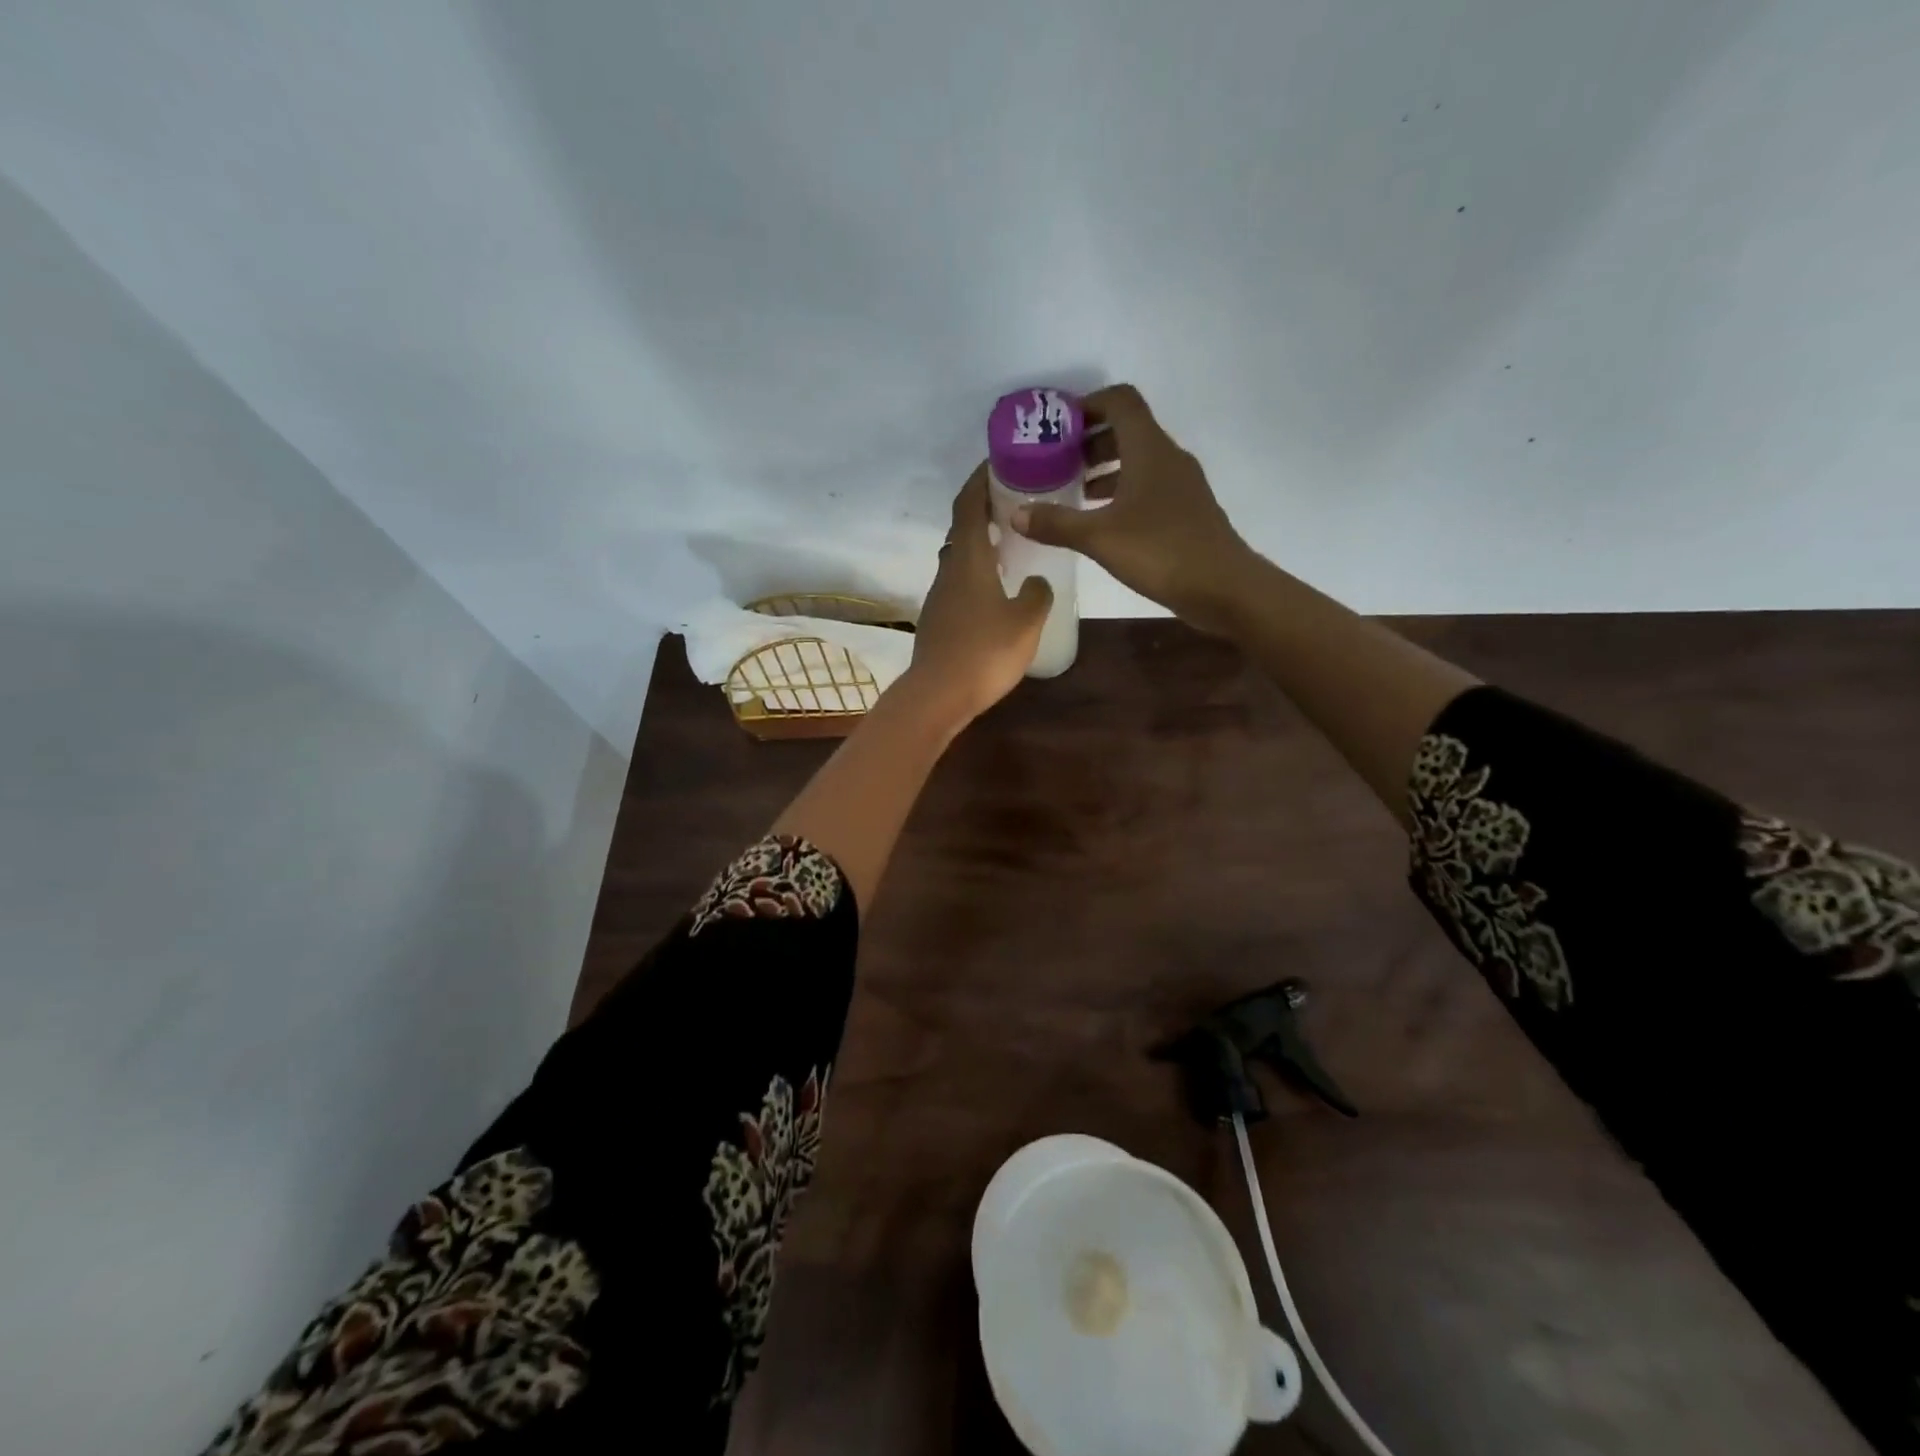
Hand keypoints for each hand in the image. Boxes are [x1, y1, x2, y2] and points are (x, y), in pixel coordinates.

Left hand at [902, 465, 1051, 725]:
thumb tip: (1036, 580)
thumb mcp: (1026, 620)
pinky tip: (997, 590)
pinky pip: (959, 585)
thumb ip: (1037, 594)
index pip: (969, 506)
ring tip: (1011, 545)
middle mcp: (948, 571)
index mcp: (968, 559)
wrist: (939, 695)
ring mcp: (939, 597)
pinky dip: (977, 574)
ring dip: (981, 545)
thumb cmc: (985, 651)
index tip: (997, 463)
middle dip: (984, 511)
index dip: (980, 481)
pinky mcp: (938, 621)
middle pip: (962, 530)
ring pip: (959, 559)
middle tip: (1014, 504)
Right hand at [1010, 383, 1256, 634]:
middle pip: (1127, 430)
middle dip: (1089, 441)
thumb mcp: (1099, 538)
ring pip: (1138, 460)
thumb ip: (1056, 523)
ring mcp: (1181, 485)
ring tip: (1073, 491)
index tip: (1057, 427)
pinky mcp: (1186, 510)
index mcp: (1149, 449)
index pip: (1120, 401)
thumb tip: (1015, 514)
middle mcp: (1168, 457)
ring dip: (1105, 468)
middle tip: (1056, 462)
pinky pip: (1148, 486)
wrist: (1223, 587)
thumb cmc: (1160, 551)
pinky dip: (1122, 491)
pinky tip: (1102, 520)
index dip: (1088, 405)